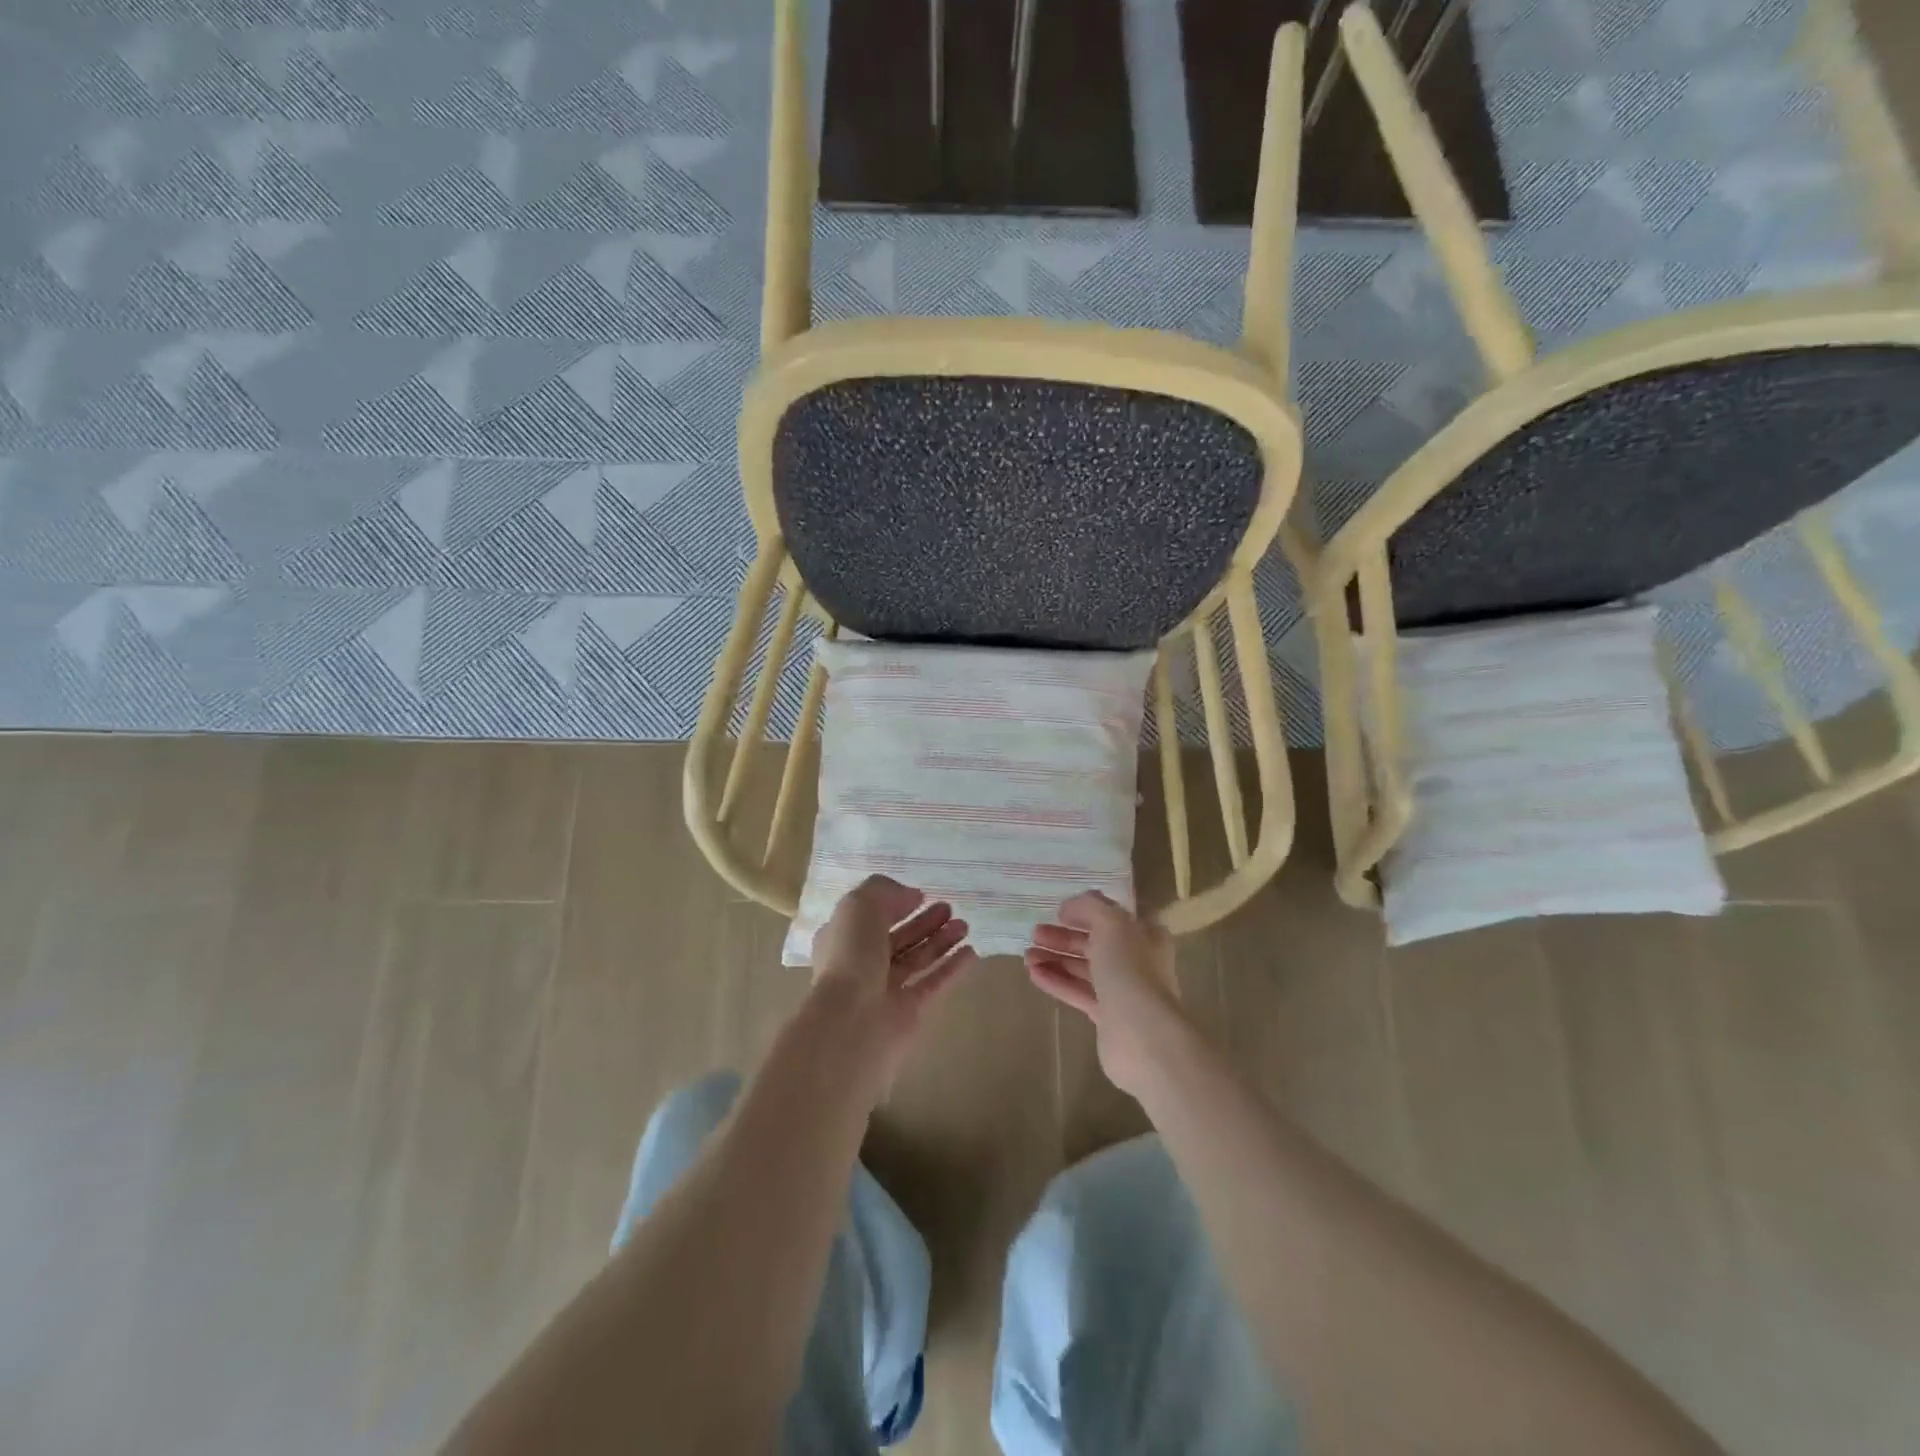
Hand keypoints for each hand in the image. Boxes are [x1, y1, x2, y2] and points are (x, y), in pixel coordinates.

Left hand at [809, 875, 978, 1084]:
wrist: (851, 1021)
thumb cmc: (850, 955)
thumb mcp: (859, 906)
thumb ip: (885, 891)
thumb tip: (911, 896)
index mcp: (843, 938)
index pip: (870, 917)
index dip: (895, 904)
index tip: (922, 895)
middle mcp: (862, 963)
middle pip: (898, 938)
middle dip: (923, 922)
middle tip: (949, 909)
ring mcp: (885, 989)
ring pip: (917, 959)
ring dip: (940, 941)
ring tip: (965, 926)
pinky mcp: (908, 1011)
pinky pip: (933, 984)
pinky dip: (951, 969)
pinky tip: (972, 953)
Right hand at [1026, 891, 1191, 1097]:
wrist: (1142, 1034)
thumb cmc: (1130, 969)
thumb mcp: (1111, 923)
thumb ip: (1089, 907)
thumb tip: (1068, 907)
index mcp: (1145, 934)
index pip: (1113, 916)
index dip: (1086, 911)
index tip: (1058, 912)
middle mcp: (1137, 960)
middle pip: (1095, 942)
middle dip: (1064, 936)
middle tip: (1035, 933)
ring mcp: (1122, 990)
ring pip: (1084, 968)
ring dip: (1055, 959)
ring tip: (1027, 955)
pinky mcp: (1107, 1016)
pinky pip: (1078, 992)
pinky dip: (1056, 981)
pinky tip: (1033, 974)